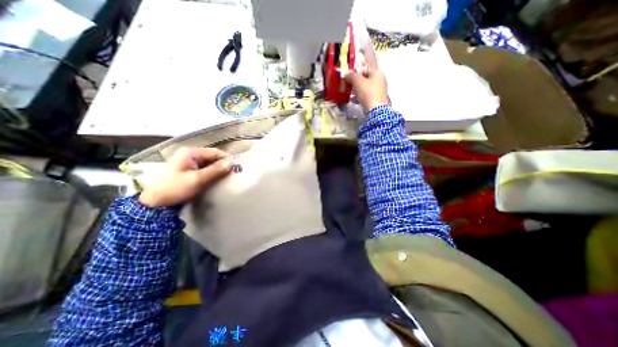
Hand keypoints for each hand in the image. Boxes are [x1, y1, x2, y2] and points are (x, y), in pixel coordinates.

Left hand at [138, 147, 233, 207]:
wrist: (155, 202)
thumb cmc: (175, 188)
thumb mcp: (197, 179)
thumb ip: (216, 170)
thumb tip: (233, 163)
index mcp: (191, 153)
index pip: (215, 152)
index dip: (227, 158)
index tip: (238, 167)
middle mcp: (190, 154)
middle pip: (212, 157)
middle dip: (223, 164)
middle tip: (233, 173)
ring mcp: (188, 162)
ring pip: (209, 163)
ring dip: (217, 169)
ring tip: (227, 177)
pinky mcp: (187, 170)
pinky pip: (204, 168)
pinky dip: (211, 173)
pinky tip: (216, 179)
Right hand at [346, 69, 387, 111]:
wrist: (376, 110)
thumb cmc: (368, 93)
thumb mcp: (358, 82)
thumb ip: (351, 76)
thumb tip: (346, 74)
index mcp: (377, 73)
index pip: (364, 69)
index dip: (355, 74)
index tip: (348, 80)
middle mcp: (380, 80)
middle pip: (365, 79)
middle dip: (356, 83)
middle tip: (349, 88)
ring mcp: (380, 90)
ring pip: (366, 88)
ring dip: (358, 91)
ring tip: (351, 95)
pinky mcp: (378, 99)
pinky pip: (367, 96)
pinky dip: (361, 97)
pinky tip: (355, 101)